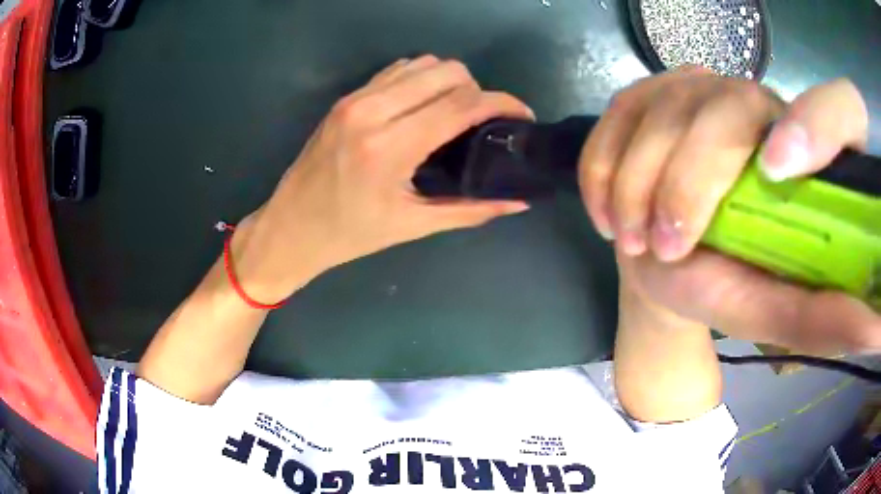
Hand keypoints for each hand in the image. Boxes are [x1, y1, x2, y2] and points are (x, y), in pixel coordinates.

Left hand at [231, 56, 532, 302]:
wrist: (290, 227)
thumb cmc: (350, 235)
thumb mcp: (412, 226)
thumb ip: (470, 210)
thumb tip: (517, 201)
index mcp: (390, 147)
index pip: (463, 104)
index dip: (503, 104)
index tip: (522, 116)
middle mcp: (372, 111)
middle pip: (448, 71)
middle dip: (478, 91)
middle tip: (482, 122)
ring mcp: (355, 99)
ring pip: (423, 63)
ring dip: (449, 82)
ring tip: (454, 113)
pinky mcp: (346, 98)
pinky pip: (397, 70)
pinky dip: (421, 80)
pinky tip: (423, 106)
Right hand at [580, 67, 878, 353]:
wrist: (668, 257)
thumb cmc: (729, 281)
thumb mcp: (777, 307)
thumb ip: (821, 317)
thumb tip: (873, 329)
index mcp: (812, 148)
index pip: (843, 107)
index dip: (820, 124)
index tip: (779, 170)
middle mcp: (761, 99)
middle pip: (729, 110)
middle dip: (689, 184)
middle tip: (663, 248)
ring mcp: (698, 84)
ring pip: (663, 111)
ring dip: (636, 185)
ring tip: (631, 241)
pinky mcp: (648, 89)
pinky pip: (617, 115)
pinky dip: (602, 169)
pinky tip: (608, 211)